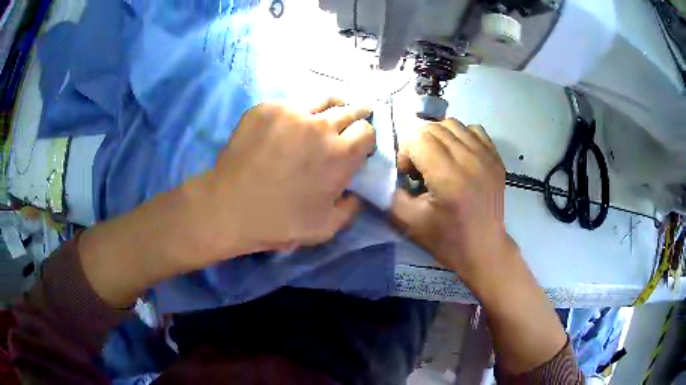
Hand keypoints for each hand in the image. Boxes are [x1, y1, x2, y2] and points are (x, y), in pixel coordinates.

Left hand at [205, 98, 374, 257]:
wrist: (230, 207)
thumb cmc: (280, 221)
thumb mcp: (325, 228)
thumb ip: (350, 208)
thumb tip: (358, 193)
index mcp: (341, 154)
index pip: (367, 131)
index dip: (366, 137)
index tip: (359, 144)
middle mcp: (321, 126)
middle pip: (349, 109)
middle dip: (358, 113)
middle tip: (358, 113)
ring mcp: (291, 112)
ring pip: (322, 98)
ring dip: (332, 104)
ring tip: (333, 107)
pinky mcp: (266, 109)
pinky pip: (290, 104)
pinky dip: (296, 112)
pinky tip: (290, 123)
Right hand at [391, 118, 510, 284]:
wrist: (484, 249)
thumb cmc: (447, 240)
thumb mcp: (408, 222)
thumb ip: (389, 193)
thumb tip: (385, 170)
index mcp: (449, 178)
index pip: (419, 137)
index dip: (407, 152)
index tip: (410, 175)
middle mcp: (470, 160)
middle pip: (434, 128)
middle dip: (420, 144)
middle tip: (422, 170)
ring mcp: (487, 156)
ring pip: (453, 124)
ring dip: (439, 138)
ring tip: (440, 161)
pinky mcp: (496, 157)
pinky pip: (474, 130)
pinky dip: (461, 137)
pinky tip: (459, 157)